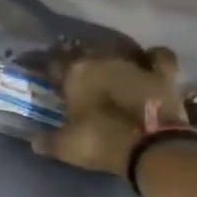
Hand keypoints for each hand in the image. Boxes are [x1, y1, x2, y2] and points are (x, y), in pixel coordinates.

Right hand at [33, 45, 187, 175]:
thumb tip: (34, 141)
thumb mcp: (66, 147)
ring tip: (110, 69)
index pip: (54, 64)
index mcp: (76, 73)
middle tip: (78, 76)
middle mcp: (104, 60)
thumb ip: (48, 141)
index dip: (50, 70)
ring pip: (119, 50)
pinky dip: (152, 57)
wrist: (150, 146)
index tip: (48, 77)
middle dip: (80, 61)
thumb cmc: (101, 142)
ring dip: (113, 58)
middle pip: (86, 53)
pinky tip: (148, 62)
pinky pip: (158, 56)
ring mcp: (135, 64)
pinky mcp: (162, 74)